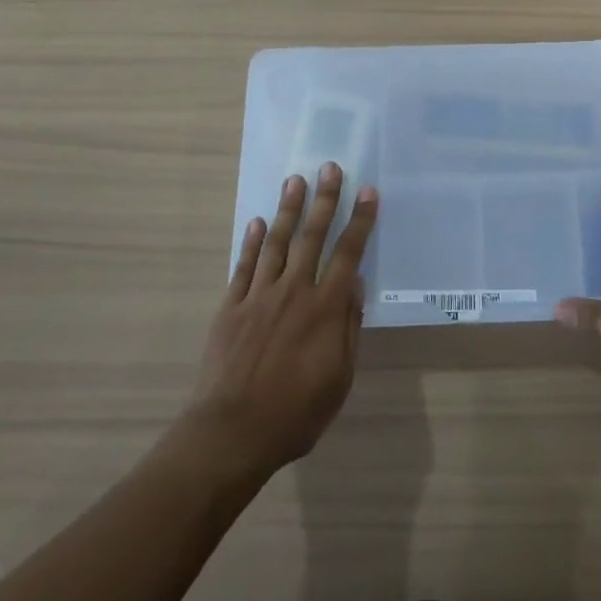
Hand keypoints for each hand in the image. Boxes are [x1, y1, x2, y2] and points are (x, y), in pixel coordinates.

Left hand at [186, 163, 378, 478]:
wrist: (231, 433)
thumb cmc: (295, 413)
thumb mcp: (339, 379)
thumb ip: (348, 329)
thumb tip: (355, 285)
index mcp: (325, 309)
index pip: (348, 254)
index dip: (360, 221)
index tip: (368, 192)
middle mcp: (294, 291)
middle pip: (313, 237)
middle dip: (324, 200)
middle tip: (330, 167)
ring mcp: (259, 296)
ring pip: (278, 243)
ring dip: (288, 209)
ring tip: (295, 180)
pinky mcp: (231, 307)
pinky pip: (244, 266)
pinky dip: (252, 242)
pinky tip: (258, 222)